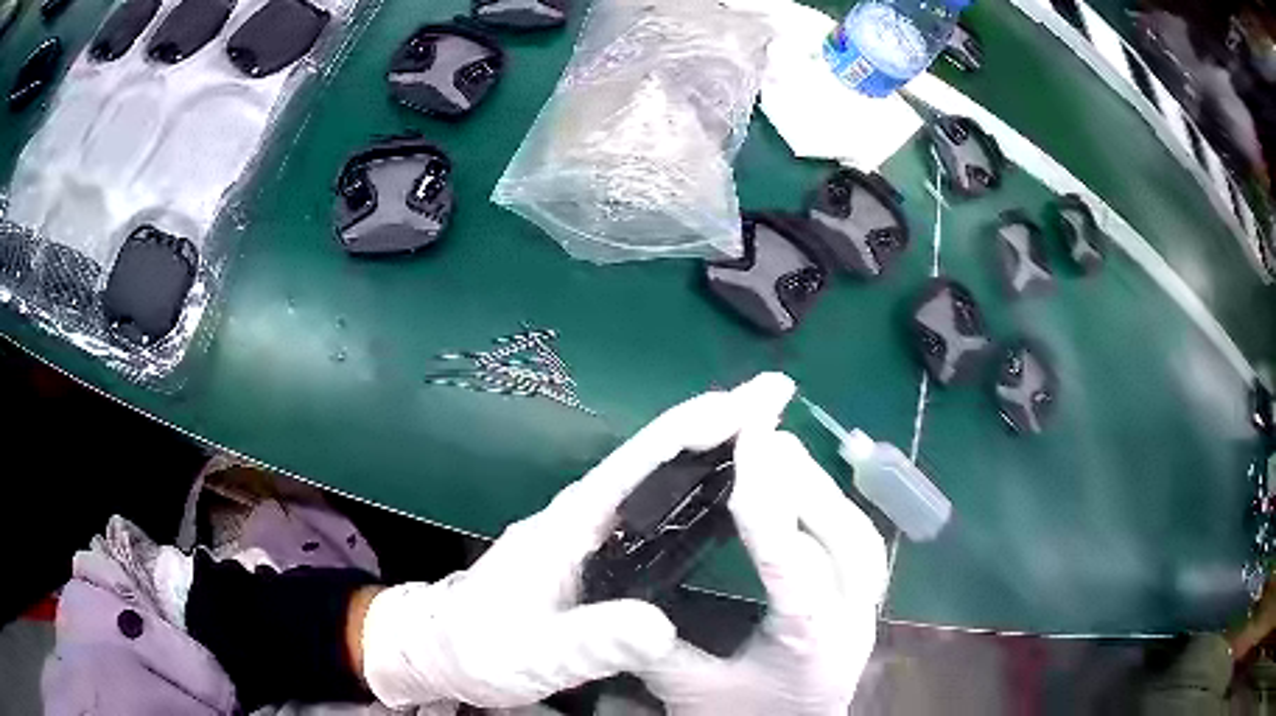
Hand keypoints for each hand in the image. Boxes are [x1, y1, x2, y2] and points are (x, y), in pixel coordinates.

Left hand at [360, 373, 797, 709]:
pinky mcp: (600, 554)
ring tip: (767, 428)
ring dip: (714, 449)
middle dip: (716, 422)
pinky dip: (697, 487)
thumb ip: (587, 641)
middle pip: (658, 457)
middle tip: (774, 396)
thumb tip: (659, 625)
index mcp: (569, 526)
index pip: (636, 465)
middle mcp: (585, 517)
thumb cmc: (477, 648)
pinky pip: (659, 510)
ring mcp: (593, 534)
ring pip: (661, 478)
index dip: (689, 430)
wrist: (444, 650)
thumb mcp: (529, 654)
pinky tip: (729, 491)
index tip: (743, 405)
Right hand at [639, 428, 888, 715]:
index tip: (749, 445)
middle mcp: (852, 620)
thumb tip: (617, 600)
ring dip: (822, 490)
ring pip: (861, 535)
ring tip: (779, 453)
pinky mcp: (865, 601)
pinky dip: (833, 508)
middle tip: (761, 436)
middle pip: (847, 539)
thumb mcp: (691, 692)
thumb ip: (655, 649)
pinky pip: (861, 542)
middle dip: (804, 483)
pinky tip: (803, 490)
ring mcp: (866, 609)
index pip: (796, 567)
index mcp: (809, 644)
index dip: (771, 505)